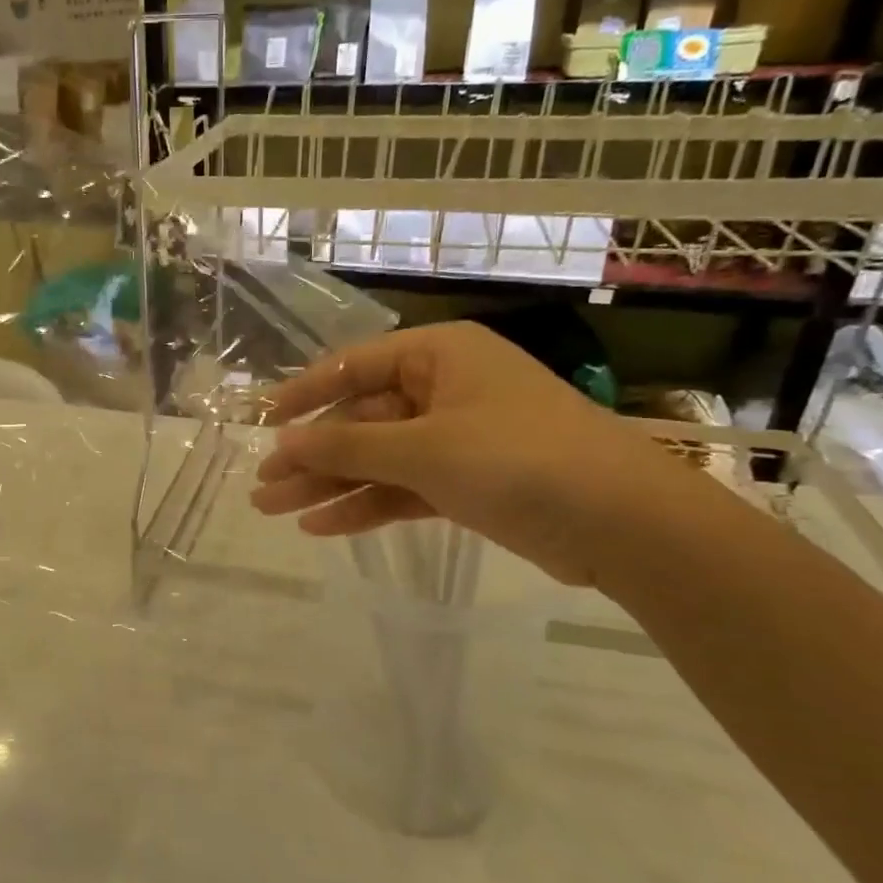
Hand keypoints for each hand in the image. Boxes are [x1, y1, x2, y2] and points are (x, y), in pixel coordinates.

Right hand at [250, 322, 691, 586]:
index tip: (261, 424)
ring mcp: (456, 438)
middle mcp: (444, 389)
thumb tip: (281, 445)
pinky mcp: (466, 483)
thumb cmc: (517, 459)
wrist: (622, 523)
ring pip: (377, 458)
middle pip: (360, 419)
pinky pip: (402, 487)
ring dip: (329, 485)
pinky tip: (322, 526)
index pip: (353, 367)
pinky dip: (366, 505)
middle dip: (311, 456)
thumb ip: (347, 447)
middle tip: (262, 489)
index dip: (302, 395)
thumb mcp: (422, 448)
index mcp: (439, 355)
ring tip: (274, 512)